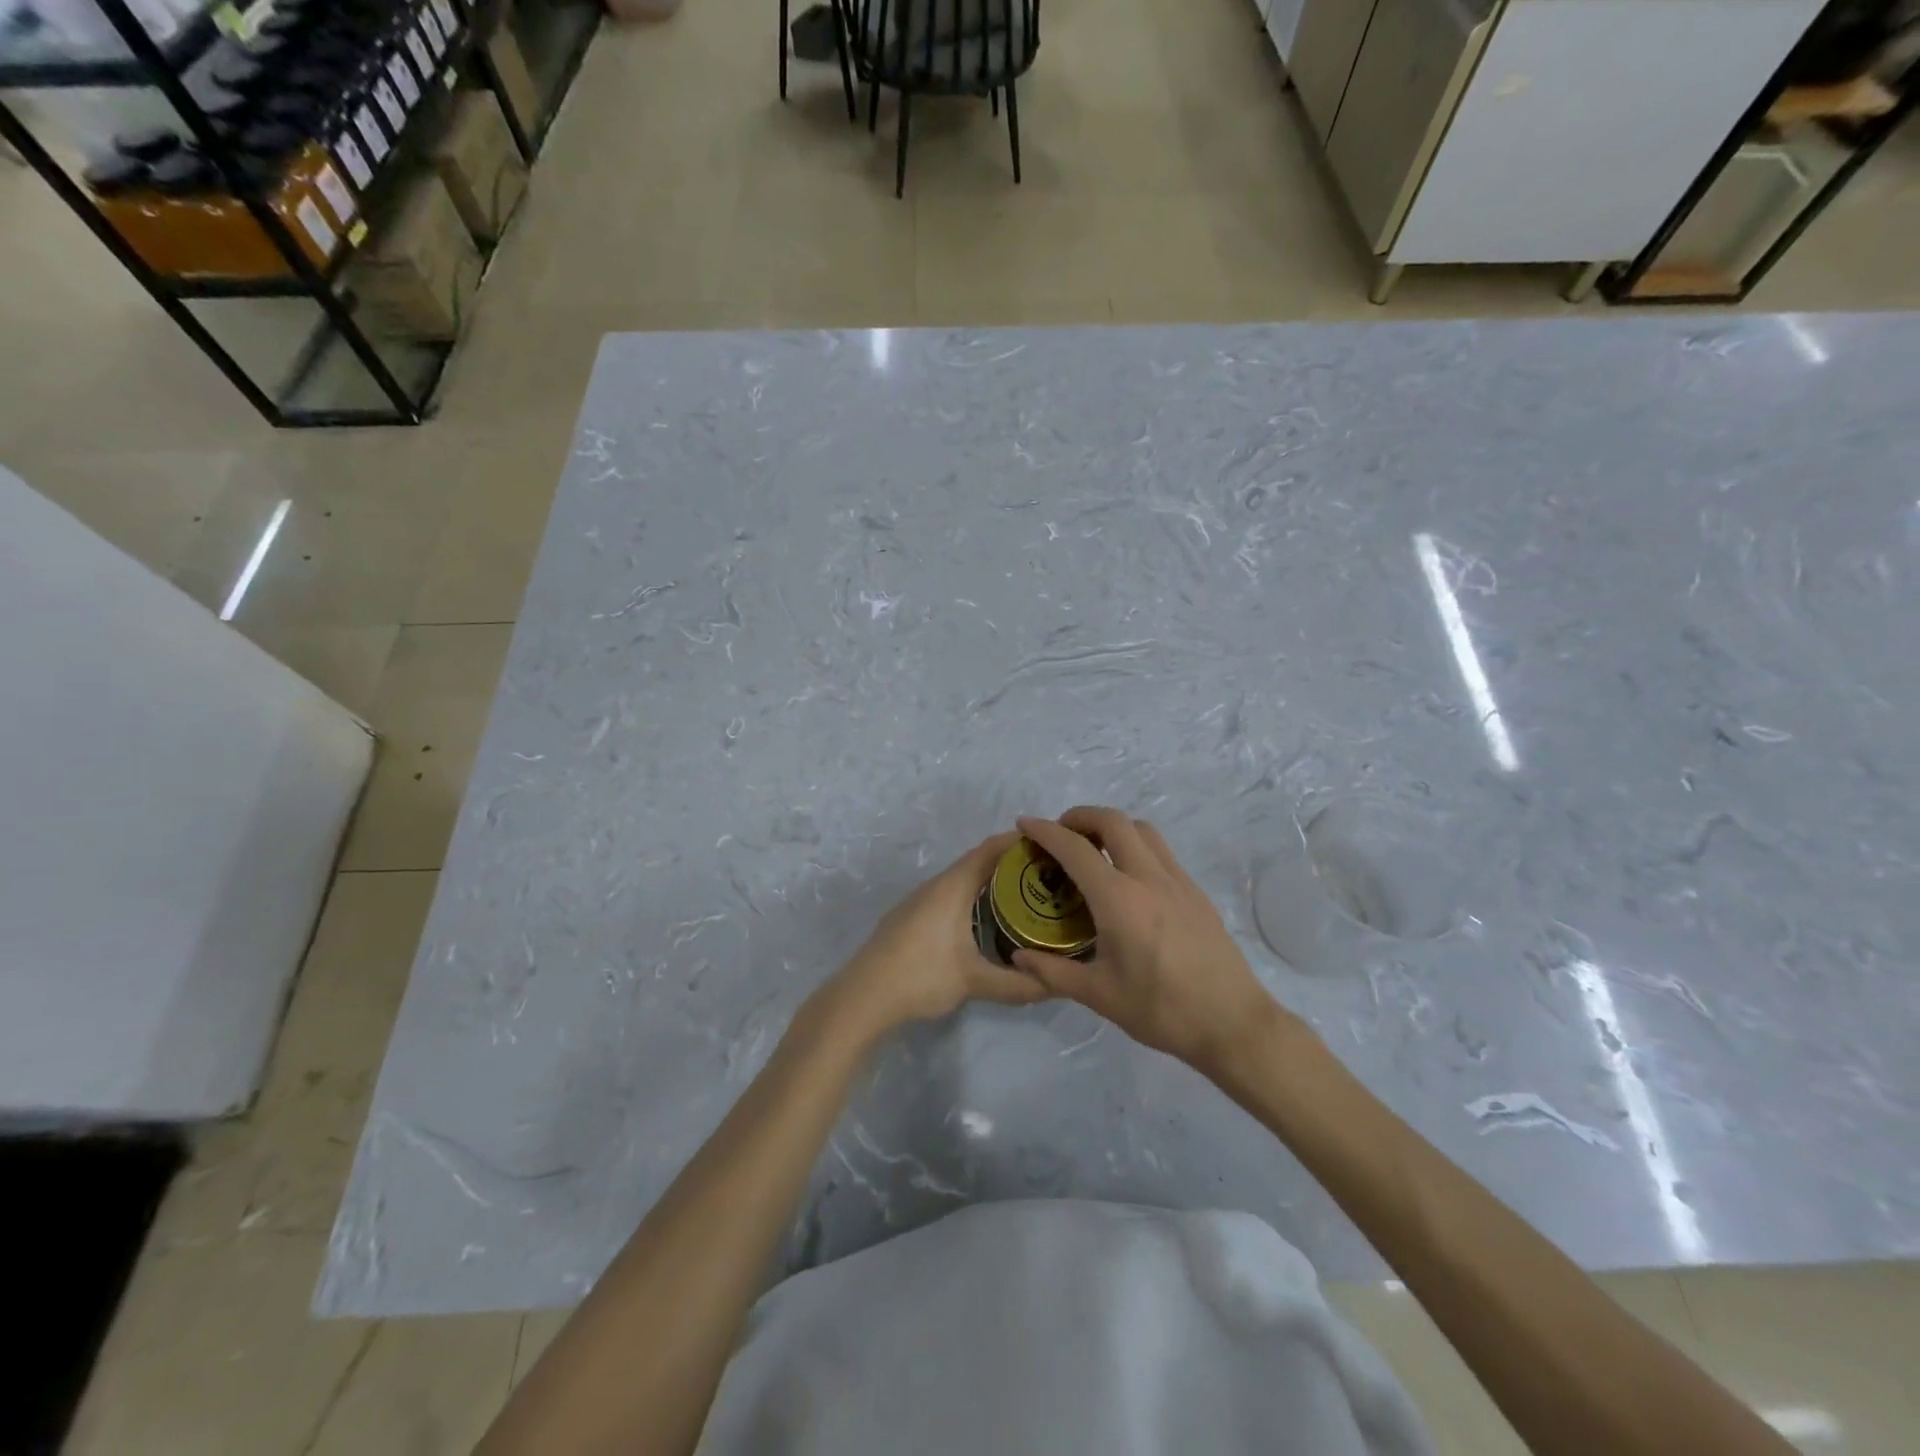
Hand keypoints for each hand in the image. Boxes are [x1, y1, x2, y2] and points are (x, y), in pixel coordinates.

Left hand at [810, 831, 1049, 1045]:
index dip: (1019, 841)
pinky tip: (984, 919)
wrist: (863, 997)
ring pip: (961, 879)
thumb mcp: (974, 982)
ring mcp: (919, 900)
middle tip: (1046, 874)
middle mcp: (936, 885)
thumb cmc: (921, 977)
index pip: (991, 849)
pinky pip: (949, 894)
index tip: (1050, 843)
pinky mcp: (910, 917)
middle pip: (978, 861)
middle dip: (1011, 863)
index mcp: (952, 886)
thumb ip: (1017, 984)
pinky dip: (972, 896)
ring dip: (990, 881)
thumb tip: (1057, 986)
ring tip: (1023, 895)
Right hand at [1014, 808, 1294, 1070]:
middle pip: (1113, 821)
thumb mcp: (1099, 995)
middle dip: (1081, 816)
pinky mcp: (1196, 893)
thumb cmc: (1161, 1010)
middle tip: (1060, 833)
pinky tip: (1127, 878)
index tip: (1025, 824)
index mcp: (1119, 899)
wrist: (1233, 1023)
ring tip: (1093, 849)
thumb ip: (1053, 972)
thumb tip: (1018, 956)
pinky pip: (1161, 851)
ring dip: (1112, 826)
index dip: (1046, 831)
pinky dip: (1135, 846)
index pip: (1075, 849)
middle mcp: (1149, 878)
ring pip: (1142, 830)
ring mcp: (1178, 881)